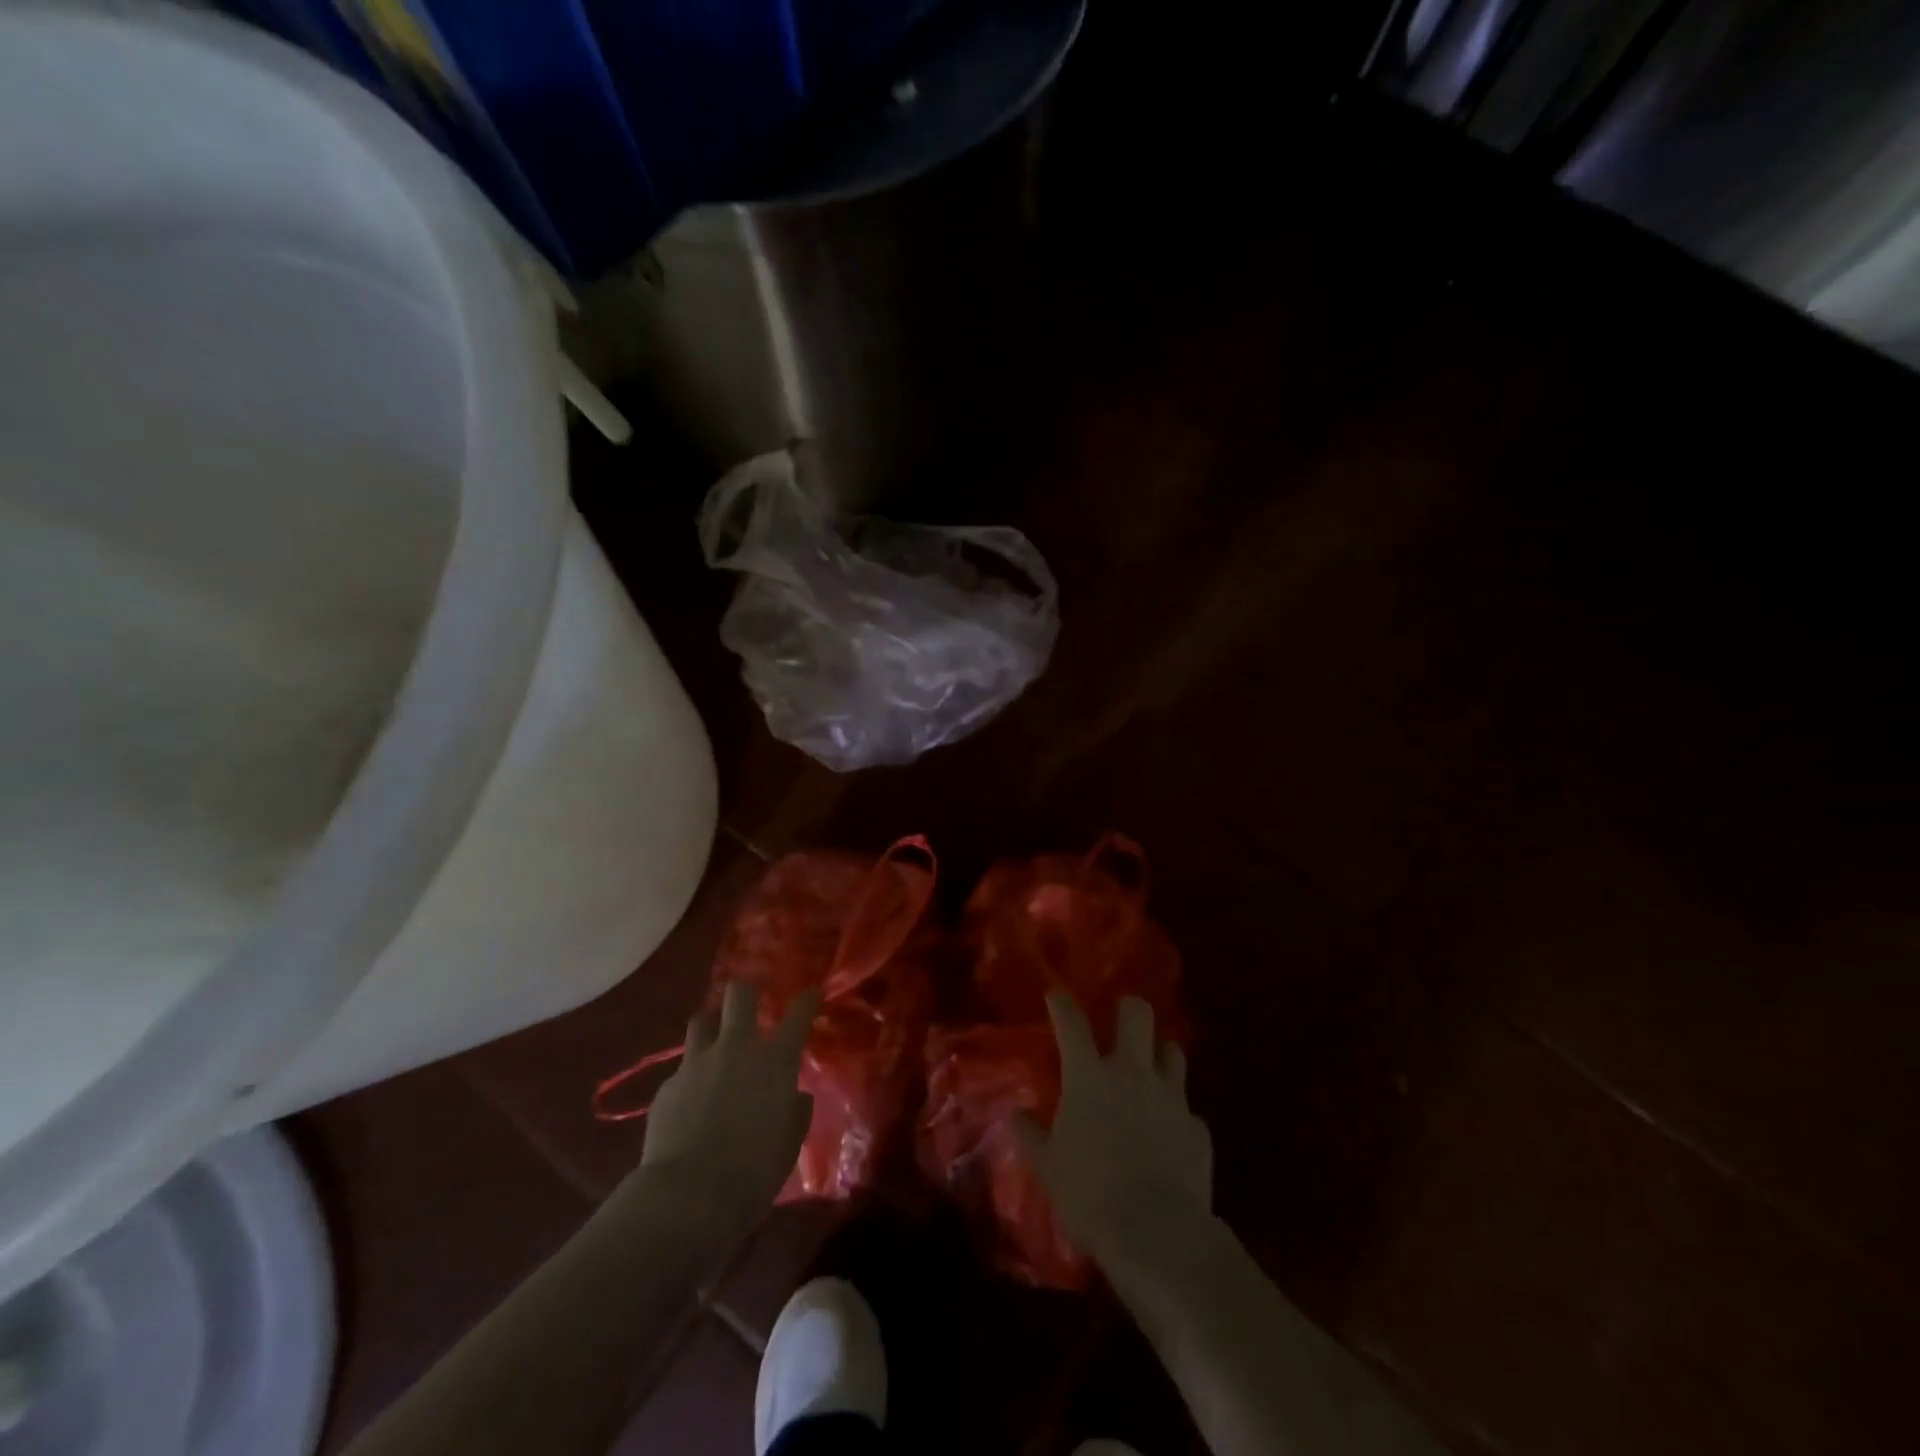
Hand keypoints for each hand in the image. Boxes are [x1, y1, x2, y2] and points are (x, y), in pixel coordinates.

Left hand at [636, 981, 818, 1218]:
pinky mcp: (667, 1087)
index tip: (811, 994)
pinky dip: (689, 1079)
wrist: (689, 1196)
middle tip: (748, 1006)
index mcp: (774, 1061)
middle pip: (739, 994)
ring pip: (701, 1020)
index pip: (798, 1014)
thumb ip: (795, 1111)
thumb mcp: (790, 1143)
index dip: (807, 1000)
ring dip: (710, 1026)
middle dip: (745, 993)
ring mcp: (697, 1064)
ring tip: (713, 1043)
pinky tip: (689, 1104)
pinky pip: (681, 1071)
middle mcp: (736, 1049)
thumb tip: (795, 1096)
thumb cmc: (754, 1171)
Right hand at [1014, 992, 1212, 1272]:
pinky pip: (1189, 1109)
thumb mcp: (1047, 1167)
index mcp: (1089, 1077)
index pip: (1071, 1024)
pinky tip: (1171, 1134)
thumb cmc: (1089, 1194)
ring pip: (1173, 1051)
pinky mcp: (1197, 1128)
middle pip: (1137, 1015)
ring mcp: (1171, 1097)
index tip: (1056, 995)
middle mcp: (1132, 1074)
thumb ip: (1032, 1135)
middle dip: (1129, 1008)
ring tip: (1152, 1068)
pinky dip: (1178, 1115)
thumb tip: (1016, 1114)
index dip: (1062, 1004)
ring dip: (1161, 1054)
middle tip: (1122, 1018)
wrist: (1157, 1233)